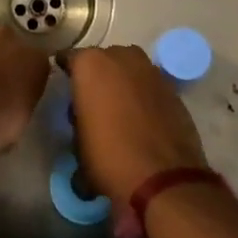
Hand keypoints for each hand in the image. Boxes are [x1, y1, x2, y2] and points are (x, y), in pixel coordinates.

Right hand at [63, 44, 208, 202]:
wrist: (164, 180)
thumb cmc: (109, 158)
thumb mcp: (77, 145)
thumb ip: (78, 122)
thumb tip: (84, 126)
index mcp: (90, 64)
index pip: (69, 58)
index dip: (67, 73)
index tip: (66, 87)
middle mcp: (120, 57)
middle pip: (102, 60)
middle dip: (97, 77)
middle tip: (93, 103)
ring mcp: (150, 70)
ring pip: (129, 69)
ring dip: (122, 83)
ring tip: (119, 110)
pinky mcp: (172, 88)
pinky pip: (149, 85)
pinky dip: (143, 95)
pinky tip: (142, 119)